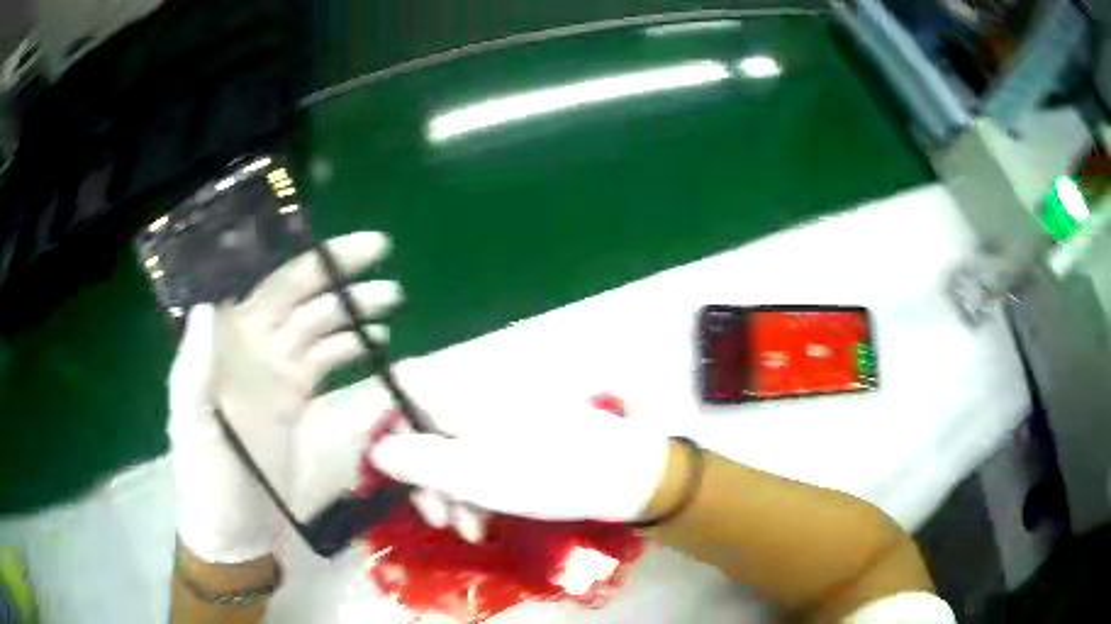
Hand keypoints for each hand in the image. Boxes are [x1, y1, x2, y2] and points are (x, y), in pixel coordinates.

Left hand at [168, 232, 401, 562]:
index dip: (309, 261)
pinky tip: (376, 343)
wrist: (234, 531)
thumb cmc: (207, 479)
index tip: (349, 246)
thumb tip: (206, 304)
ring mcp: (278, 374)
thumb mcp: (192, 427)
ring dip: (352, 308)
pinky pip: (326, 361)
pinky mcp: (296, 401)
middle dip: (339, 273)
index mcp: (228, 344)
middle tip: (382, 254)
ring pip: (319, 325)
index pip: (271, 286)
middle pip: (301, 296)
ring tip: (390, 299)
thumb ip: (194, 370)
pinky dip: (351, 346)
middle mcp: (254, 348)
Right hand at [370, 382, 670, 539]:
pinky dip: (478, 487)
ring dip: (454, 491)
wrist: (623, 474)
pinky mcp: (519, 435)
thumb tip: (375, 449)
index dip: (389, 424)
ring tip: (472, 530)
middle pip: (426, 425)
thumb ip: (418, 461)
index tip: (395, 471)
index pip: (403, 384)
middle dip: (426, 477)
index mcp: (459, 394)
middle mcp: (475, 395)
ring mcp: (499, 415)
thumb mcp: (472, 476)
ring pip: (454, 447)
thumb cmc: (546, 475)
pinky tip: (487, 518)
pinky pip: (481, 455)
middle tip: (441, 521)